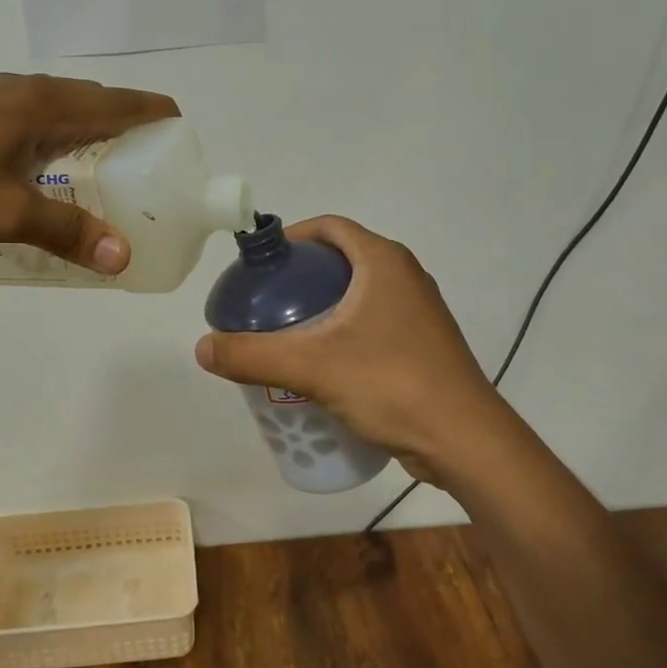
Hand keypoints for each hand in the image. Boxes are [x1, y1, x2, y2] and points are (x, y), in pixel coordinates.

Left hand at [0, 73, 178, 273]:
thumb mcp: (4, 214)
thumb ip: (67, 233)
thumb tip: (122, 257)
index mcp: (39, 103)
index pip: (115, 101)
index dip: (153, 114)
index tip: (180, 134)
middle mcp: (19, 90)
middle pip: (90, 102)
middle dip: (125, 130)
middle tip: (146, 171)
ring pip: (56, 112)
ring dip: (86, 137)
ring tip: (102, 177)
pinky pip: (28, 122)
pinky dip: (53, 143)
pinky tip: (42, 176)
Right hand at [193, 216, 504, 480]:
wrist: (464, 440)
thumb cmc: (391, 385)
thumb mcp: (312, 367)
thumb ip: (252, 356)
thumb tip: (202, 348)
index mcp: (384, 262)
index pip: (330, 227)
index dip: (292, 239)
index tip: (261, 266)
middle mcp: (406, 277)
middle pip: (341, 262)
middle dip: (301, 280)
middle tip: (265, 306)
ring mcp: (418, 313)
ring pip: (357, 297)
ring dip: (321, 310)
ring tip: (285, 337)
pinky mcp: (422, 346)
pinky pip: (372, 325)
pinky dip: (343, 334)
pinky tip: (321, 368)